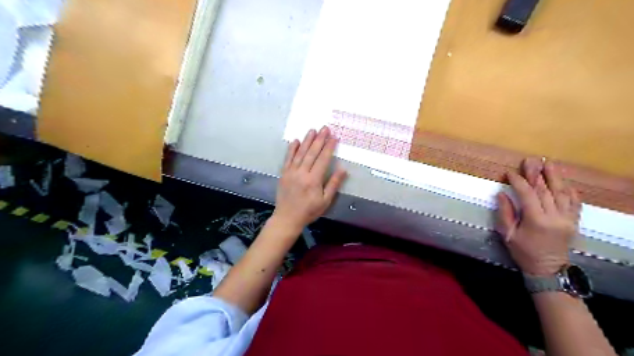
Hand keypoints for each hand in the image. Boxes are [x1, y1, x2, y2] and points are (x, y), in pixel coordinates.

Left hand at [273, 127, 349, 233]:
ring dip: (307, 140)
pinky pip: (288, 158)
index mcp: (313, 180)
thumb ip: (333, 184)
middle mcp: (302, 173)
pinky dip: (292, 149)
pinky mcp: (284, 173)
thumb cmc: (309, 211)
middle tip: (325, 128)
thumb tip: (342, 169)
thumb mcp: (325, 201)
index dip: (329, 147)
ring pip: (300, 153)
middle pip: (312, 153)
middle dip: (319, 139)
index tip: (334, 137)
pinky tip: (295, 141)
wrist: (287, 218)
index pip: (323, 159)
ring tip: (313, 130)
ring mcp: (291, 172)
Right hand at [498, 157, 581, 276]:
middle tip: (531, 160)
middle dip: (537, 174)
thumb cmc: (523, 251)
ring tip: (550, 163)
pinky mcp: (574, 221)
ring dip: (555, 177)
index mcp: (536, 220)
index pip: (527, 194)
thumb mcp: (508, 234)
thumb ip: (505, 213)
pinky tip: (564, 182)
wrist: (547, 269)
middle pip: (546, 190)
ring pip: (562, 193)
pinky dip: (570, 190)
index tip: (510, 173)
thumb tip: (502, 193)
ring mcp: (567, 218)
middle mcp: (555, 217)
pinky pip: (575, 202)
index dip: (518, 182)